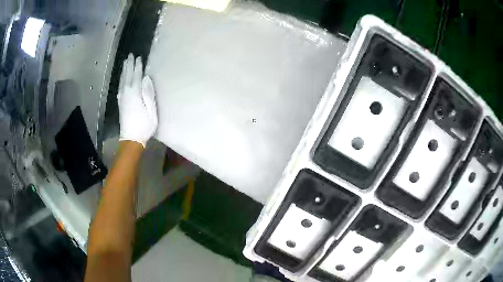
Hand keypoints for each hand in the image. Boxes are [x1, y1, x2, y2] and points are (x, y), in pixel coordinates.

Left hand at [118, 54, 157, 146]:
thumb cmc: (144, 125)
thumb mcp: (151, 110)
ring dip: (124, 71)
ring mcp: (122, 98)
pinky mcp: (120, 103)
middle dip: (129, 65)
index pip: (136, 76)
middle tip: (130, 55)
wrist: (131, 139)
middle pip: (127, 76)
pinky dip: (121, 80)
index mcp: (135, 93)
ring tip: (125, 62)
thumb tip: (147, 79)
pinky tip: (121, 78)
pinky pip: (120, 87)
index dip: (138, 66)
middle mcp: (126, 93)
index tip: (139, 57)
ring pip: (122, 80)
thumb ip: (149, 93)